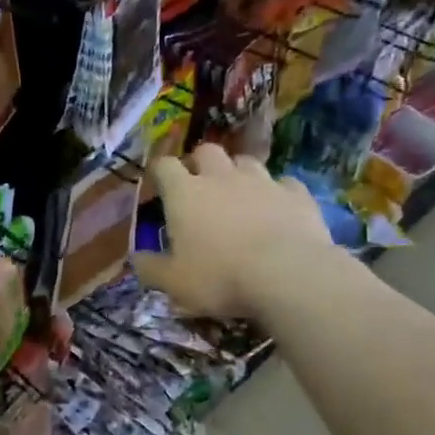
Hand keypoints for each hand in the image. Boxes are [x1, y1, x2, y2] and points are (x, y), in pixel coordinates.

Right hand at [134, 145, 335, 319]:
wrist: (288, 275)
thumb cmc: (220, 277)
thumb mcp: (174, 283)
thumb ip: (151, 268)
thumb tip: (137, 258)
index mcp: (185, 193)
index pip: (164, 165)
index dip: (160, 172)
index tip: (159, 186)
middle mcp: (221, 177)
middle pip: (207, 151)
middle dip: (201, 164)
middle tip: (200, 187)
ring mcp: (262, 182)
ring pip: (246, 162)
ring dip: (239, 173)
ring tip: (240, 195)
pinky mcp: (296, 194)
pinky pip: (284, 183)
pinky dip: (277, 192)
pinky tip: (278, 208)